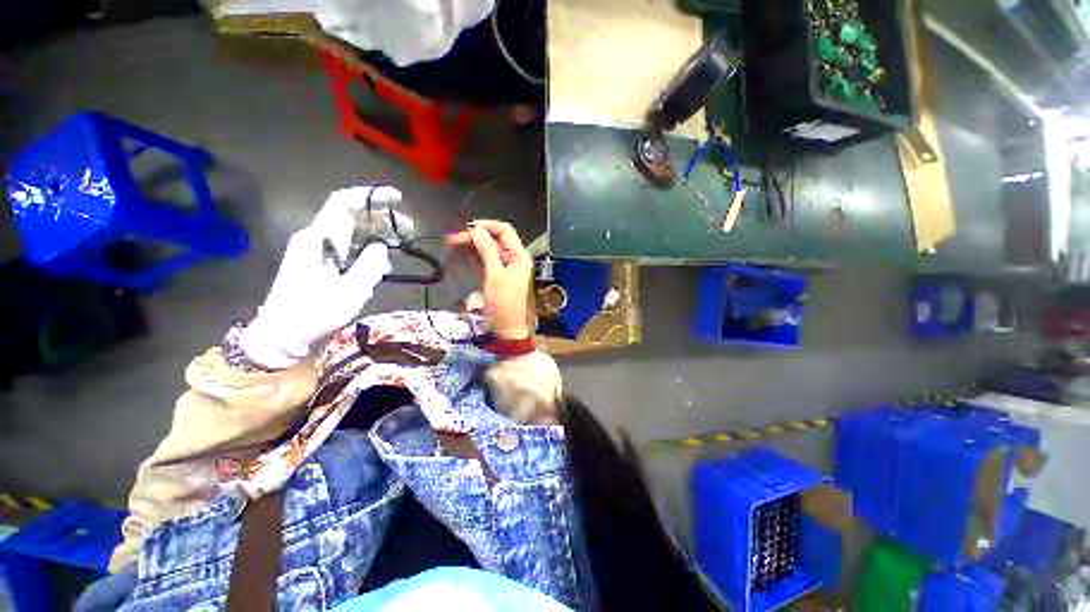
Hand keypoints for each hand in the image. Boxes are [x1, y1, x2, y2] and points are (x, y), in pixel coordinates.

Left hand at [239, 186, 397, 367]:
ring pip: (352, 232)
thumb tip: (382, 247)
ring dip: (378, 234)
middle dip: (382, 218)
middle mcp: (316, 238)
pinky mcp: (320, 263)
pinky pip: (348, 247)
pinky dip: (368, 249)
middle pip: (351, 216)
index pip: (343, 203)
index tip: (398, 199)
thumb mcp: (350, 291)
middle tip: (409, 229)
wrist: (282, 335)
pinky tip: (383, 262)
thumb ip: (371, 265)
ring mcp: (317, 250)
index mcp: (319, 239)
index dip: (371, 196)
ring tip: (401, 245)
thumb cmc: (315, 313)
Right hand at [448, 220, 533, 339]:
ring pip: (487, 250)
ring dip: (471, 246)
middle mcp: (513, 258)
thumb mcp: (495, 275)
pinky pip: (485, 261)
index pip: (505, 230)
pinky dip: (473, 257)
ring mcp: (504, 268)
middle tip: (452, 239)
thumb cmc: (504, 303)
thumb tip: (477, 229)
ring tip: (452, 245)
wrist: (507, 329)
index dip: (487, 226)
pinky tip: (460, 256)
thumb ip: (487, 251)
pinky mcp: (496, 276)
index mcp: (519, 256)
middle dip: (474, 237)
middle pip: (494, 239)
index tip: (467, 228)